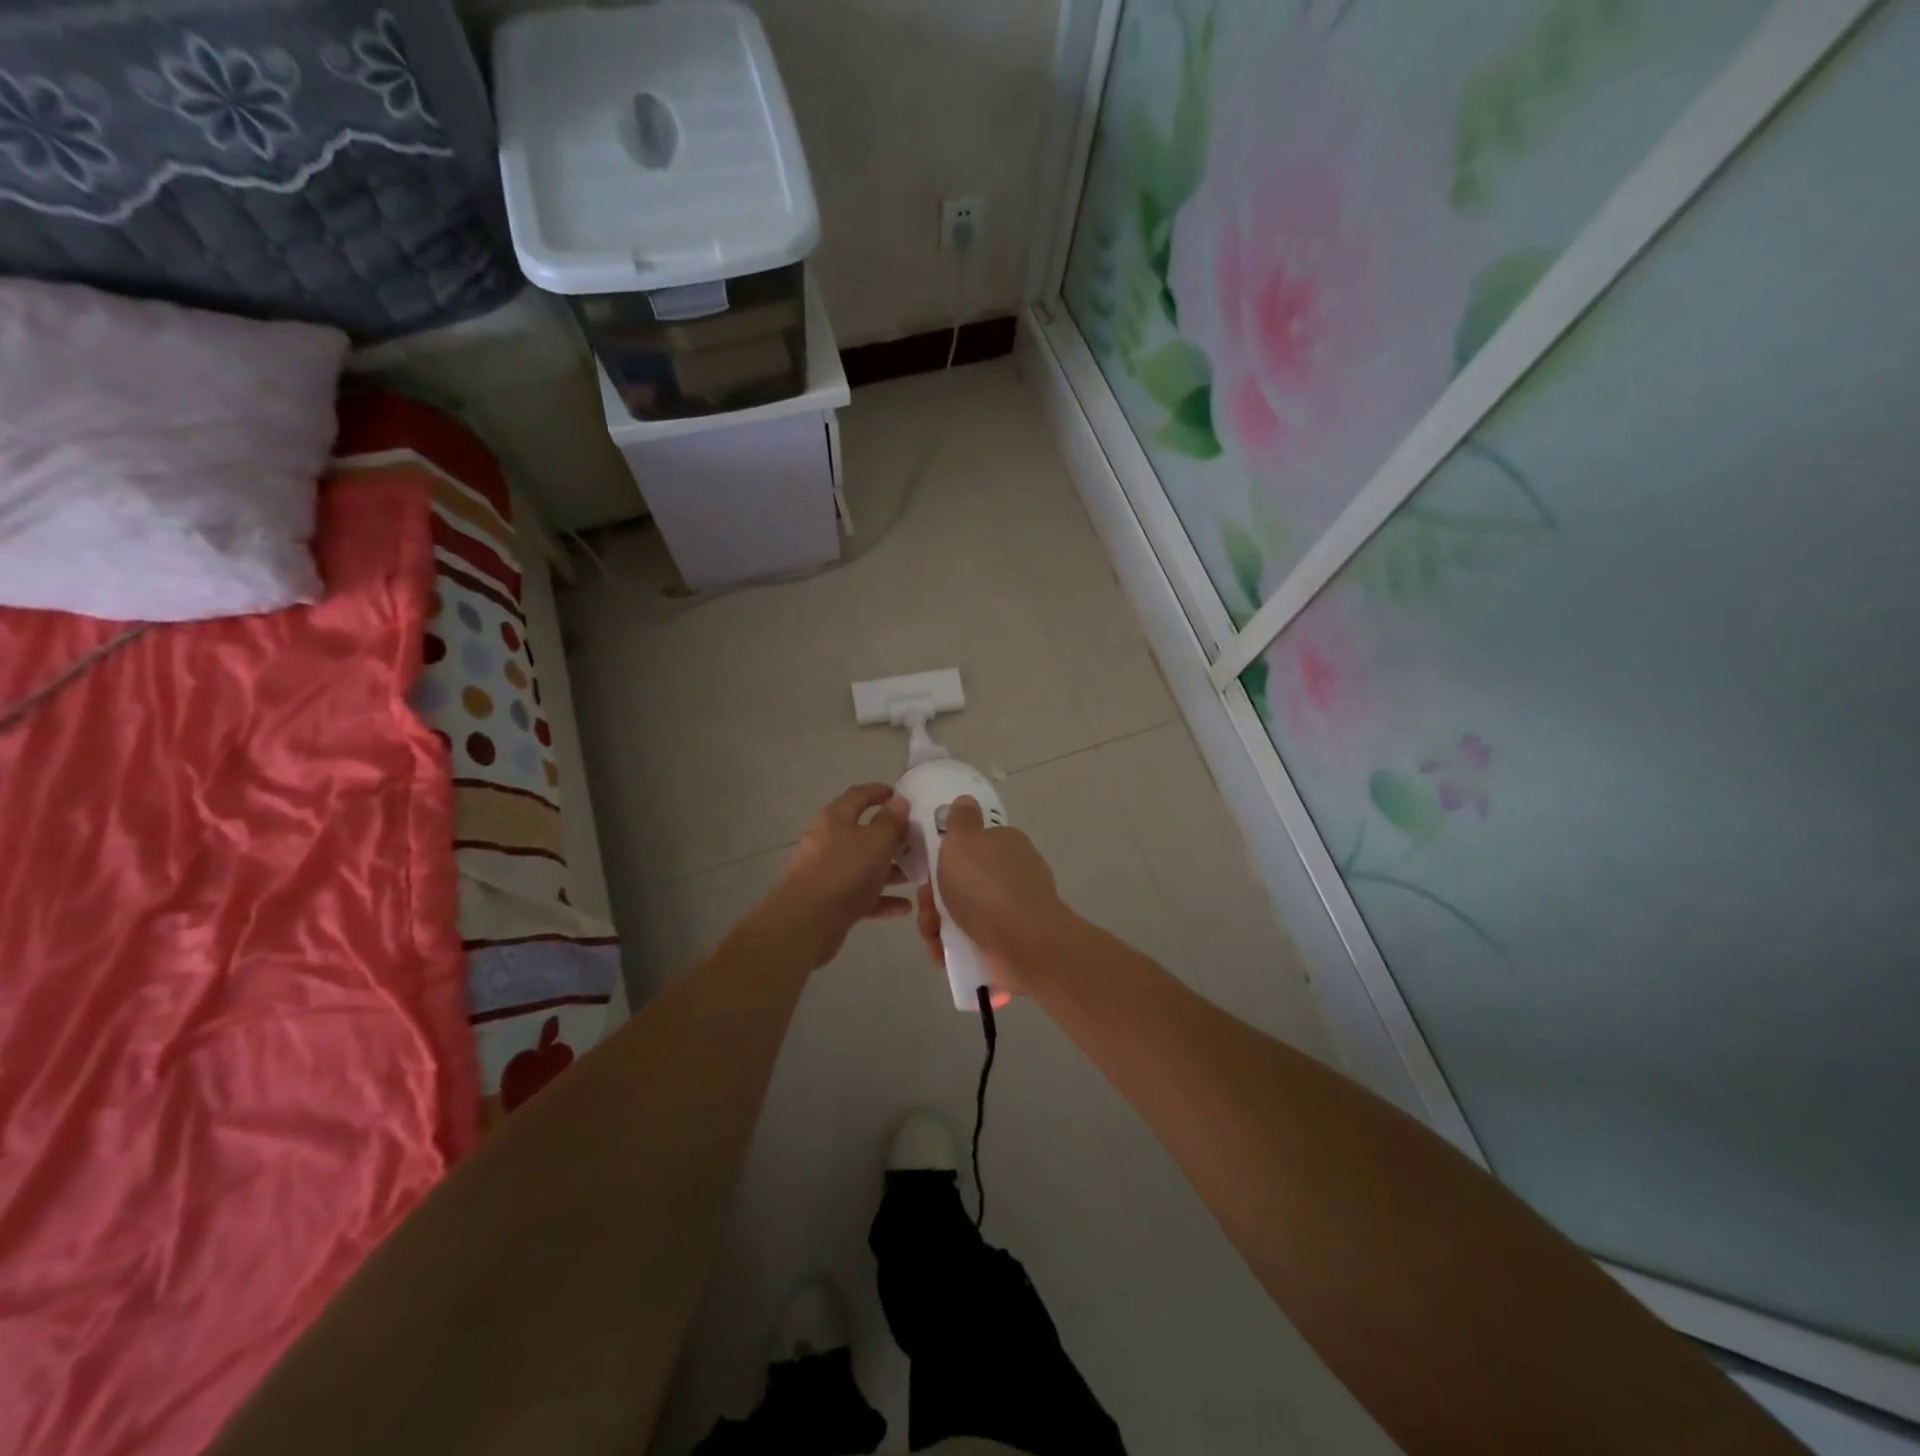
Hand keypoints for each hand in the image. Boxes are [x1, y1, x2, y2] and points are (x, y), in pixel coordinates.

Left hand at [762, 784, 913, 968]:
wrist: (807, 921)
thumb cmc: (846, 870)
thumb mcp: (877, 841)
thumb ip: (891, 821)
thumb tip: (899, 801)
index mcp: (836, 818)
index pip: (859, 795)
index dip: (880, 792)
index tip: (901, 796)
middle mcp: (828, 840)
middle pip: (863, 832)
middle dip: (891, 837)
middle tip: (916, 840)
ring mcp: (827, 871)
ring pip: (863, 865)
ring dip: (889, 869)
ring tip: (916, 875)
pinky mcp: (829, 901)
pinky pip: (860, 894)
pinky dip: (881, 898)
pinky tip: (904, 907)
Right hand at [914, 796, 1069, 999]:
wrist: (1022, 943)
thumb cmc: (986, 885)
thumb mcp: (964, 839)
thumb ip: (961, 820)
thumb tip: (966, 800)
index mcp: (1006, 844)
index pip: (972, 844)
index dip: (944, 857)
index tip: (926, 871)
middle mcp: (1013, 874)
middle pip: (962, 882)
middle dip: (936, 898)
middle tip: (927, 909)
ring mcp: (1014, 910)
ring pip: (964, 914)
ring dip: (940, 925)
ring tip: (934, 936)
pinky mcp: (1010, 941)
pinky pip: (973, 941)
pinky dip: (954, 947)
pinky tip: (943, 953)